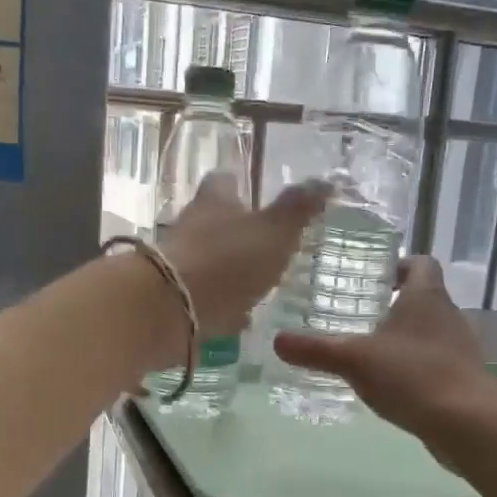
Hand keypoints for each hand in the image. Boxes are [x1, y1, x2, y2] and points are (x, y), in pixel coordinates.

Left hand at [158, 172, 329, 343]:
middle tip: (262, 240)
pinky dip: (221, 303)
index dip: (237, 183)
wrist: (170, 310)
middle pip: (212, 220)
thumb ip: (298, 209)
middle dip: (234, 229)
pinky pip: (203, 296)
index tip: (250, 188)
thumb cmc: (228, 261)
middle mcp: (190, 227)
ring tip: (257, 280)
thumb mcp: (275, 232)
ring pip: (208, 259)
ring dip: (228, 267)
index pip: (223, 180)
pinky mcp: (174, 299)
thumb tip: (326, 181)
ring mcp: (178, 264)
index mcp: (214, 202)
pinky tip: (240, 316)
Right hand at [273, 257, 496, 444]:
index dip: (400, 265)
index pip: (421, 263)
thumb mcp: (354, 360)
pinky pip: (437, 363)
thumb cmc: (412, 375)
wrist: (468, 423)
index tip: (375, 277)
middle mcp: (448, 316)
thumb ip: (316, 350)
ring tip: (372, 352)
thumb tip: (277, 341)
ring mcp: (460, 349)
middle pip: (425, 298)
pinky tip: (394, 385)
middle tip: (361, 315)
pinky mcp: (464, 379)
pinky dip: (416, 367)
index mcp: (426, 297)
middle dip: (396, 304)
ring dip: (406, 338)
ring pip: (431, 332)